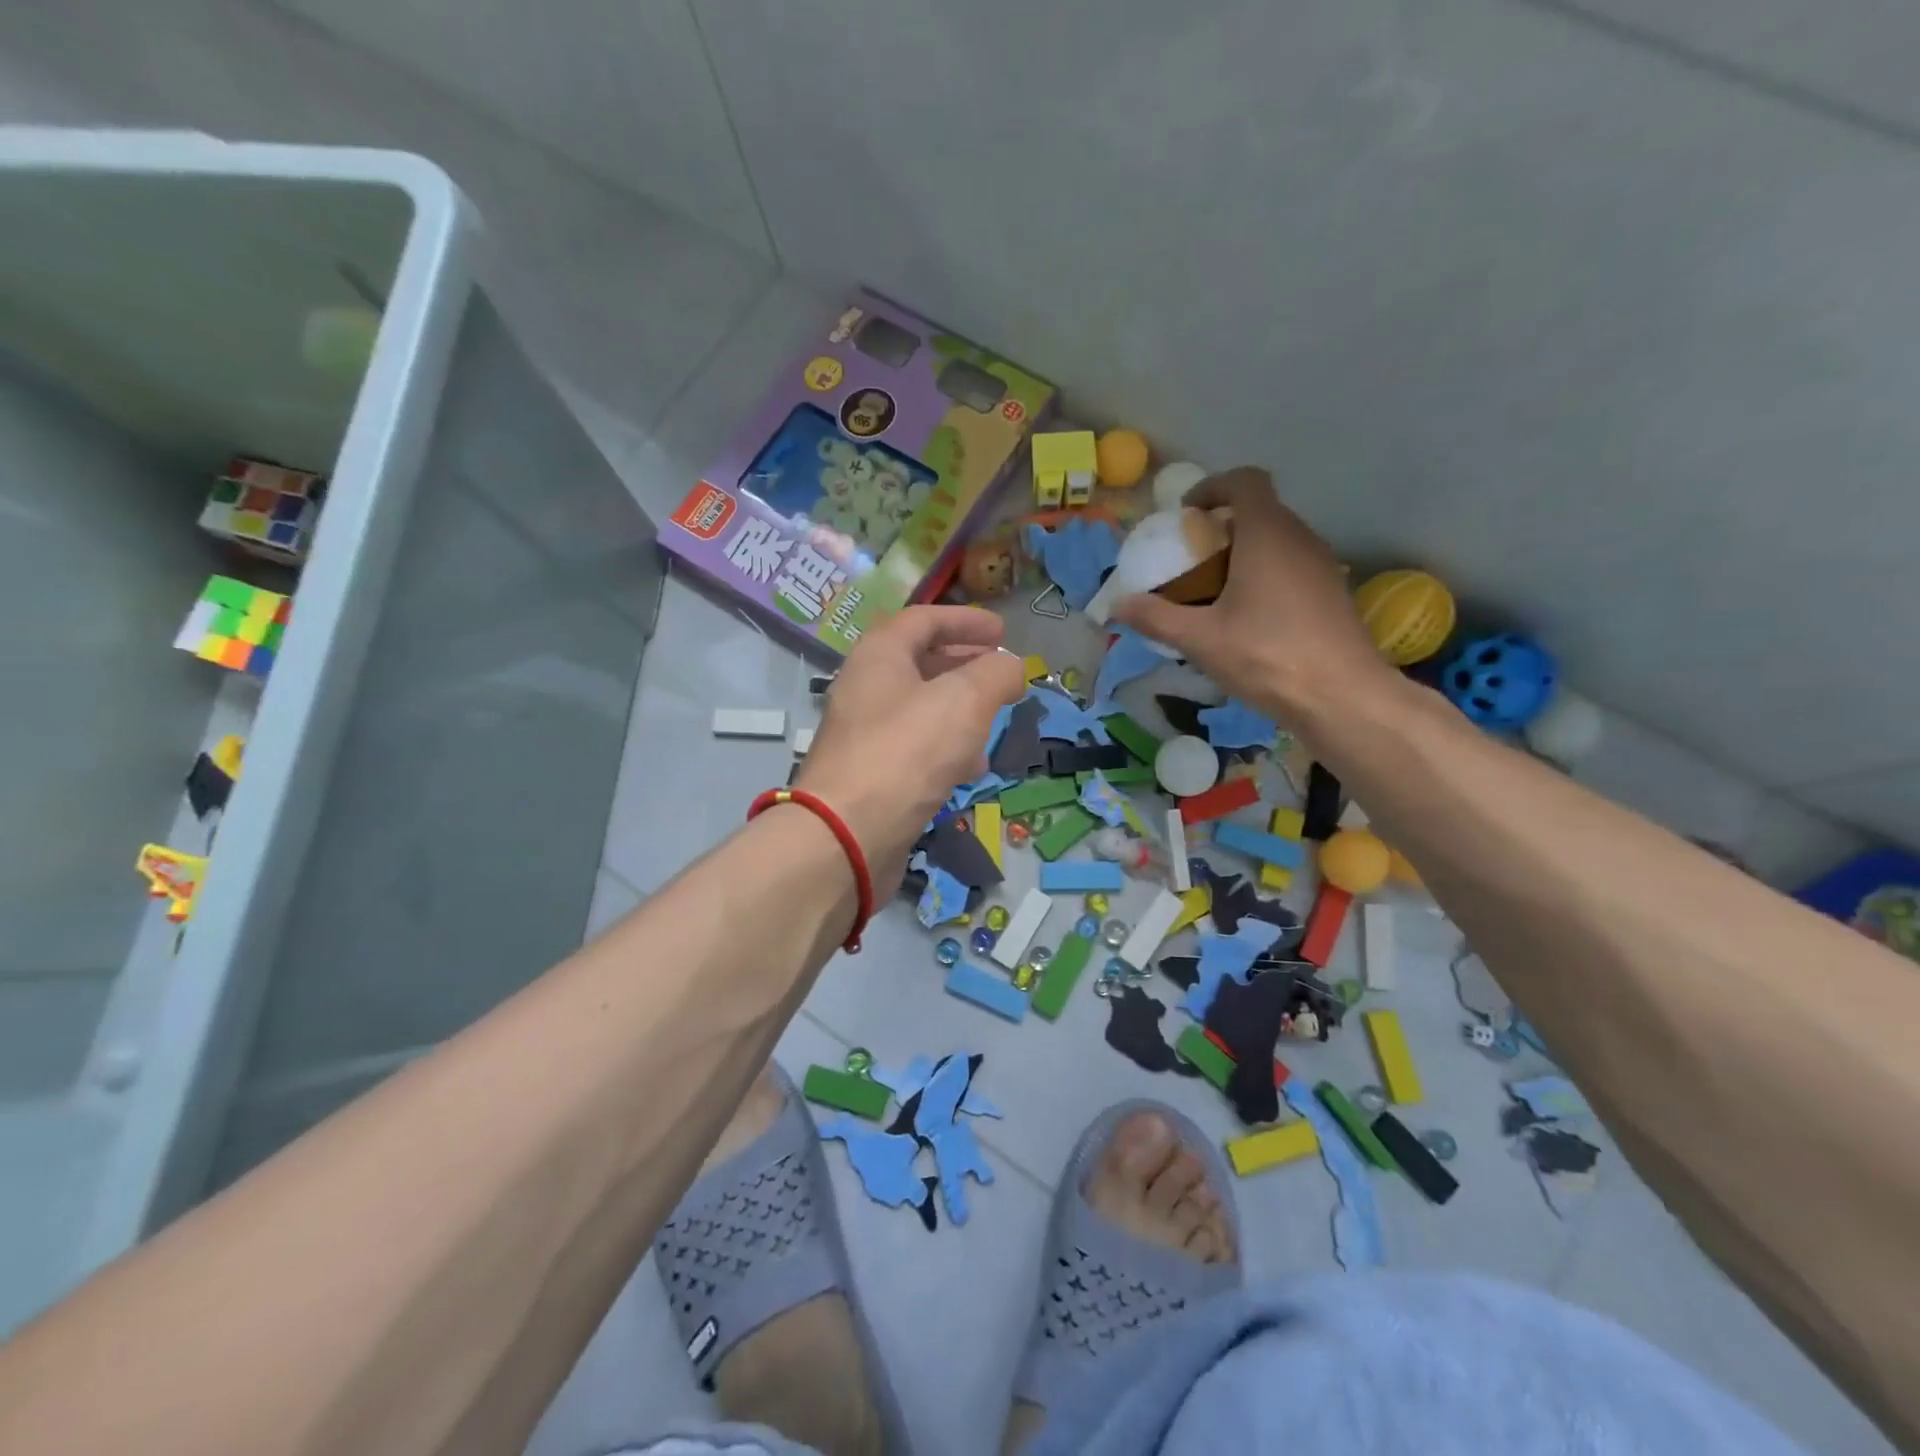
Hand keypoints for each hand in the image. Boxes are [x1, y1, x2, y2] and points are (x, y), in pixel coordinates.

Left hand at [796, 605, 1025, 892]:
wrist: (846, 836)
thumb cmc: (906, 752)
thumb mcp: (964, 700)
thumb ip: (996, 673)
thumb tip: (1012, 666)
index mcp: (879, 656)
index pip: (924, 620)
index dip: (966, 620)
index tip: (1003, 632)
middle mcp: (866, 689)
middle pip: (921, 664)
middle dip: (966, 665)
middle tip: (1002, 675)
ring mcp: (865, 735)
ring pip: (921, 710)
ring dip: (961, 711)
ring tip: (995, 723)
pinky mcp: (871, 776)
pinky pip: (915, 749)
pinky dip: (947, 749)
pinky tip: (971, 769)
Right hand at [1112, 468, 1393, 722]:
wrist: (1342, 697)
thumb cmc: (1267, 656)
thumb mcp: (1200, 639)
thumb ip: (1156, 618)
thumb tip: (1117, 605)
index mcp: (1267, 534)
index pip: (1245, 481)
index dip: (1213, 487)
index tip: (1186, 515)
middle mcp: (1300, 538)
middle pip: (1259, 512)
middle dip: (1221, 528)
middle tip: (1191, 562)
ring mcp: (1322, 565)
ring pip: (1277, 541)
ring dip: (1243, 554)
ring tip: (1214, 593)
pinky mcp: (1333, 593)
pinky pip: (1292, 567)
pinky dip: (1265, 576)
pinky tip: (1248, 619)